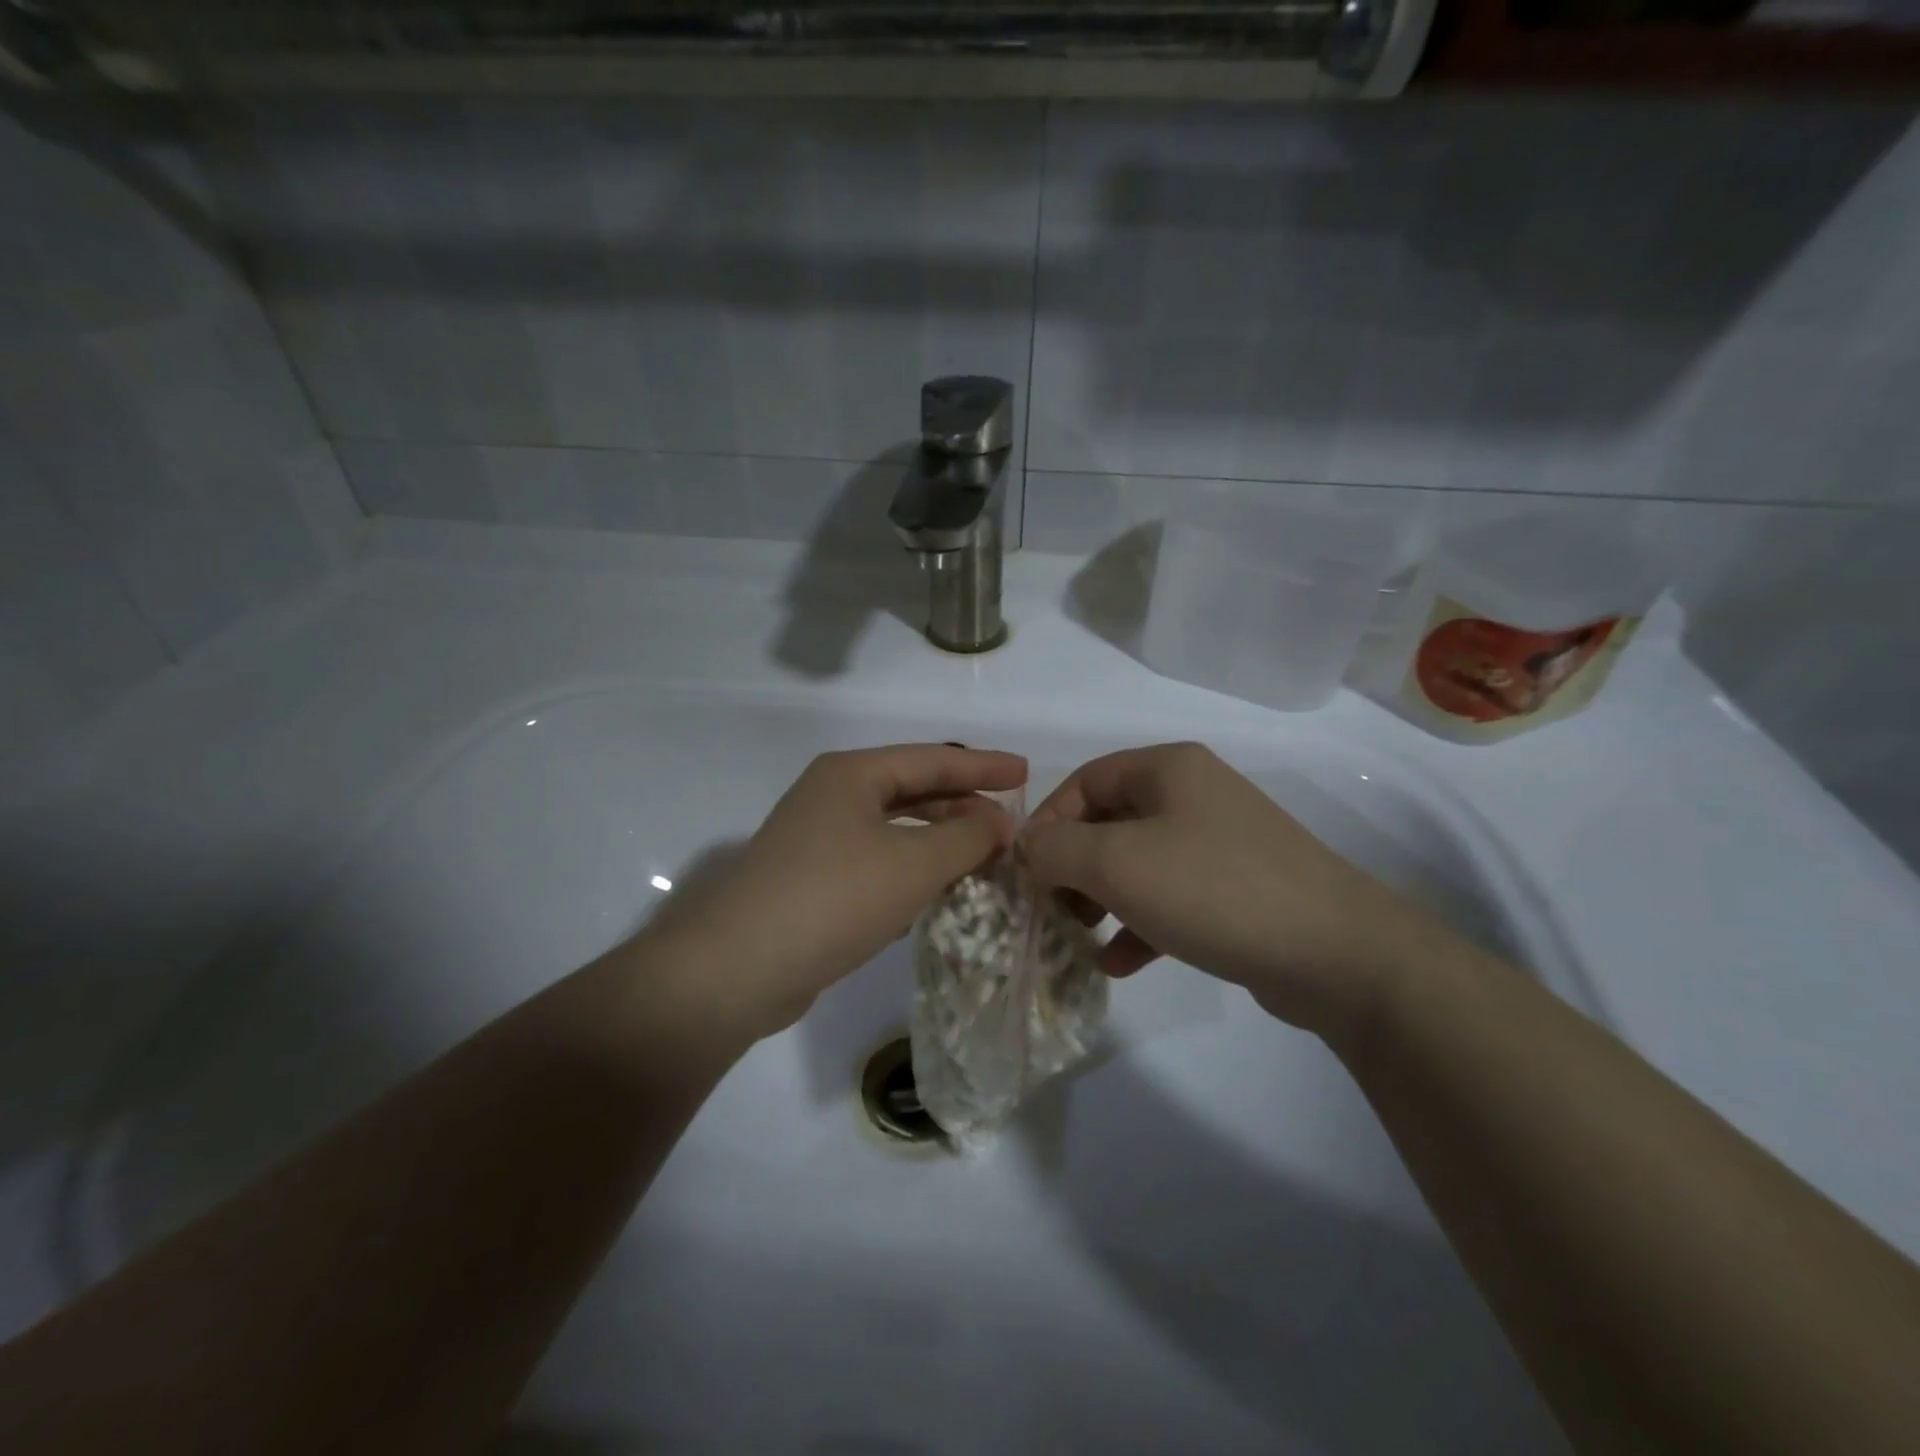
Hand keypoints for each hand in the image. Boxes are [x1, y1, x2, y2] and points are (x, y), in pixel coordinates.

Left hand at [641, 744, 1026, 1037]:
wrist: (737, 969)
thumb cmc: (833, 898)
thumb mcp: (913, 863)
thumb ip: (966, 838)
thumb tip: (999, 823)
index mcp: (852, 775)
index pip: (932, 758)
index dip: (983, 765)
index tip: (1026, 771)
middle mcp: (832, 797)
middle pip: (912, 790)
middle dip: (963, 804)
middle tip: (1009, 821)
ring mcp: (818, 841)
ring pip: (895, 830)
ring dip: (940, 841)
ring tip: (985, 855)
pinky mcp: (814, 883)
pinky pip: (878, 864)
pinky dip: (912, 871)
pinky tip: (938, 892)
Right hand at [1022, 742, 1440, 1037]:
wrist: (1335, 953)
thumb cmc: (1212, 889)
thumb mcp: (1117, 863)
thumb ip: (1057, 848)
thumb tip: (1027, 846)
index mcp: (1168, 769)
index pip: (1084, 781)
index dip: (1047, 822)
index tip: (1025, 870)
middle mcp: (1194, 795)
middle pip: (1109, 823)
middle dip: (1072, 868)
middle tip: (1050, 910)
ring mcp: (1219, 843)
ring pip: (1137, 864)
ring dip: (1101, 900)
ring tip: (1079, 939)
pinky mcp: (1236, 890)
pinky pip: (1170, 898)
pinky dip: (1139, 925)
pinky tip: (1119, 963)